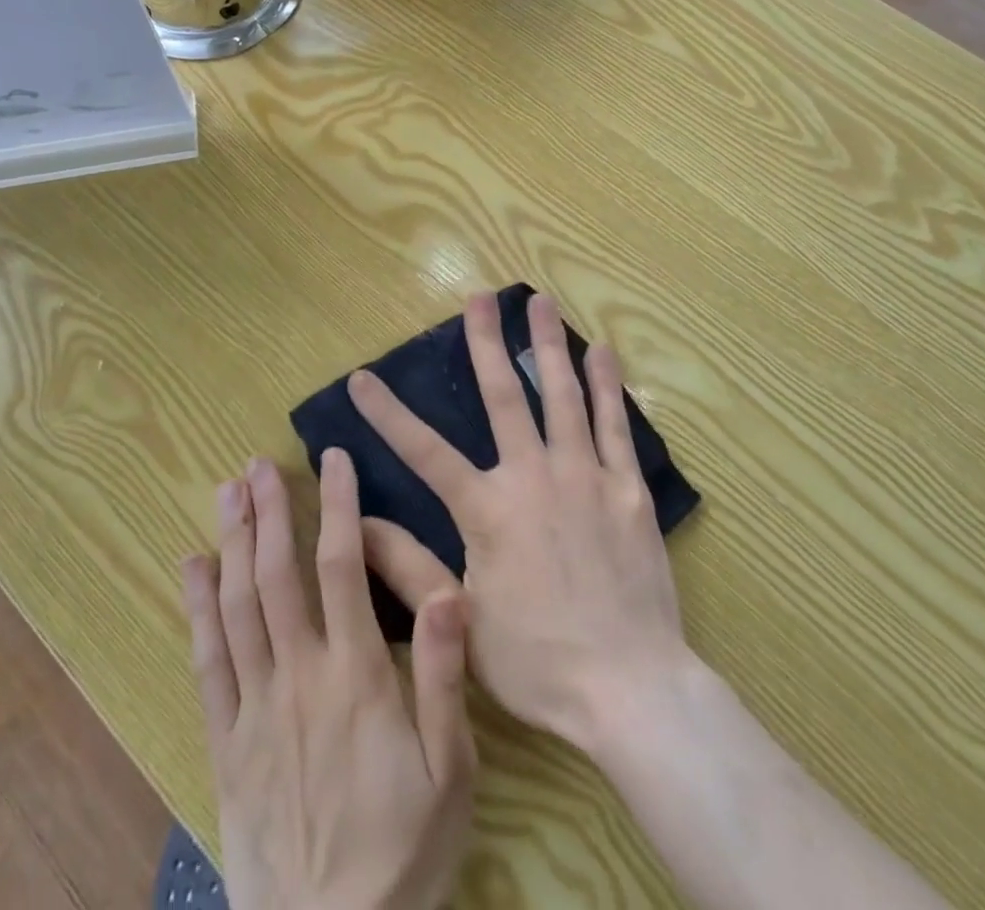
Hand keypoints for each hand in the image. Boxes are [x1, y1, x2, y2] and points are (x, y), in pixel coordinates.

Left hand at [182, 451, 475, 909]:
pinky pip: (206, 663)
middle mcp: (299, 675)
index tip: (333, 460)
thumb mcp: (450, 770)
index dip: (337, 506)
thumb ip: (445, 677)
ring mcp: (255, 708)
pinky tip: (192, 567)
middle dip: (268, 512)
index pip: (342, 567)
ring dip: (231, 543)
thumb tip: (451, 591)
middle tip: (257, 462)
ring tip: (226, 492)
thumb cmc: (404, 851)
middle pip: (277, 576)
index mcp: (355, 675)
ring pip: (237, 607)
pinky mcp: (226, 742)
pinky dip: (197, 609)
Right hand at [351, 292, 690, 753]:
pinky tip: (602, 351)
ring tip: (541, 301)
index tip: (362, 376)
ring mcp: (585, 475)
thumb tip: (355, 525)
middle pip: (504, 396)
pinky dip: (606, 385)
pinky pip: (615, 425)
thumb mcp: (461, 617)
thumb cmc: (538, 660)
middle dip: (486, 343)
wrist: (630, 688)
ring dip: (548, 345)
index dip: (388, 414)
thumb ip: (407, 566)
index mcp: (488, 509)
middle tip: (479, 297)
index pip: (424, 451)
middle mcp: (533, 476)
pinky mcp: (627, 488)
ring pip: (563, 395)